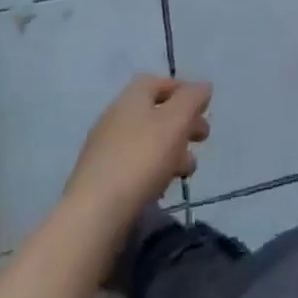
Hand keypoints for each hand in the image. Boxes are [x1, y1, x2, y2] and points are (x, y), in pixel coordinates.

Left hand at [63, 75, 210, 228]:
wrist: (94, 215)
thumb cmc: (141, 158)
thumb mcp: (176, 121)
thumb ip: (192, 99)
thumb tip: (202, 87)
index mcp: (132, 97)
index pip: (160, 82)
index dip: (184, 91)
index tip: (204, 109)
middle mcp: (115, 116)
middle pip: (155, 113)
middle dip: (182, 125)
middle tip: (202, 140)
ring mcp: (104, 149)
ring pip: (146, 142)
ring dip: (171, 151)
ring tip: (186, 172)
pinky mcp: (99, 181)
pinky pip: (133, 167)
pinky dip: (152, 172)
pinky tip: (161, 189)